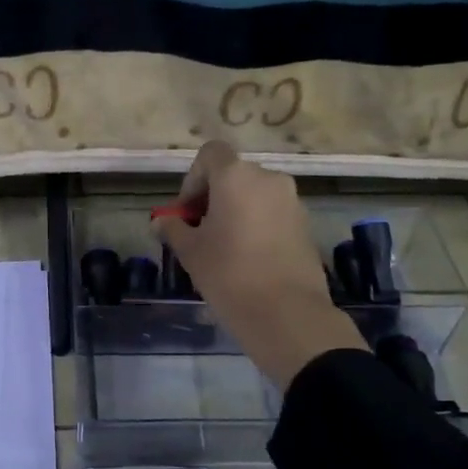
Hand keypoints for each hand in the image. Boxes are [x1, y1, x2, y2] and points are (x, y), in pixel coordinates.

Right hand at [155, 142, 365, 387]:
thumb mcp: (190, 252)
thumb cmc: (229, 274)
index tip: (186, 212)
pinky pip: (273, 214)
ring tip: (223, 248)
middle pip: (233, 175)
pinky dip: (257, 225)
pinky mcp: (306, 225)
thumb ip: (173, 228)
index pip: (210, 154)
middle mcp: (268, 178)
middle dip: (212, 197)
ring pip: (254, 195)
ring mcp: (292, 201)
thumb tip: (161, 221)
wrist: (287, 314)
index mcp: (236, 176)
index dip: (193, 178)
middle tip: (199, 232)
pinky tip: (248, 259)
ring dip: (235, 211)